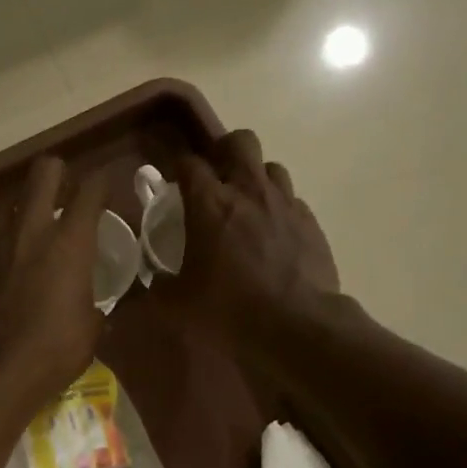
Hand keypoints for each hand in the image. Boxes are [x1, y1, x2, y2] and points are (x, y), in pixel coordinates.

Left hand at [0, 155, 109, 410]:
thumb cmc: (53, 351)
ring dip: (24, 211)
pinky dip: (2, 246)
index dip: (100, 183)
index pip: (91, 190)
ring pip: (10, 203)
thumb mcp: (89, 330)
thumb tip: (89, 307)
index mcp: (70, 242)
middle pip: (43, 172)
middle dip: (57, 173)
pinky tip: (6, 270)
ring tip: (32, 233)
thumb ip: (90, 304)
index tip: (104, 187)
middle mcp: (31, 229)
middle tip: (64, 189)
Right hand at [159, 130, 340, 345]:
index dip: (178, 166)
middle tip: (214, 178)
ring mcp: (285, 204)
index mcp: (209, 204)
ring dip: (255, 177)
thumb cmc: (229, 310)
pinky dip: (278, 207)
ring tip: (246, 204)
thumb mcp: (177, 305)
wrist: (297, 326)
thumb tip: (156, 280)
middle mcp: (249, 192)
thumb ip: (159, 287)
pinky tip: (272, 232)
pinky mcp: (311, 222)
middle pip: (240, 141)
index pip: (189, 162)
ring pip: (270, 166)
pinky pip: (291, 199)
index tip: (171, 180)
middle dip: (224, 151)